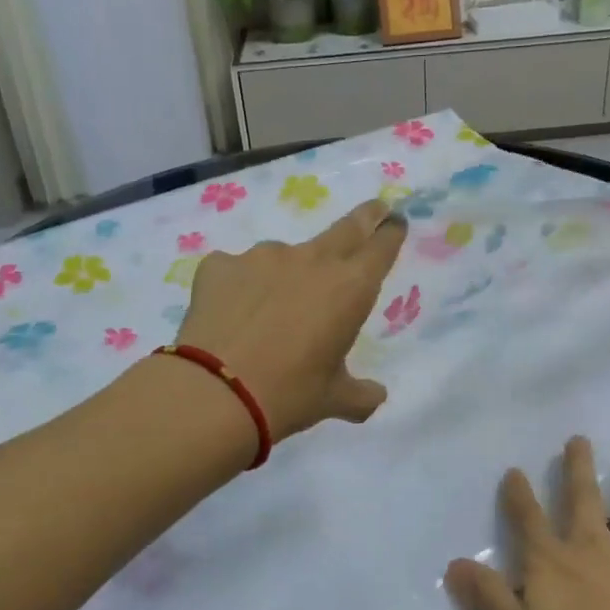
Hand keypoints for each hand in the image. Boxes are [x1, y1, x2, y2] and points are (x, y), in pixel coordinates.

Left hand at [175, 199, 406, 440]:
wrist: (214, 392)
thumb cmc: (288, 395)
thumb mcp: (333, 399)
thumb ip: (361, 395)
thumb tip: (375, 396)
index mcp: (349, 288)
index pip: (380, 247)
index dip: (390, 233)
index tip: (394, 222)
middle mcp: (310, 260)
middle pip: (345, 228)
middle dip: (364, 218)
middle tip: (373, 210)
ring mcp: (261, 257)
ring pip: (284, 256)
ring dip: (287, 273)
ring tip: (272, 310)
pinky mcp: (220, 265)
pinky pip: (237, 271)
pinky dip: (240, 287)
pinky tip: (231, 314)